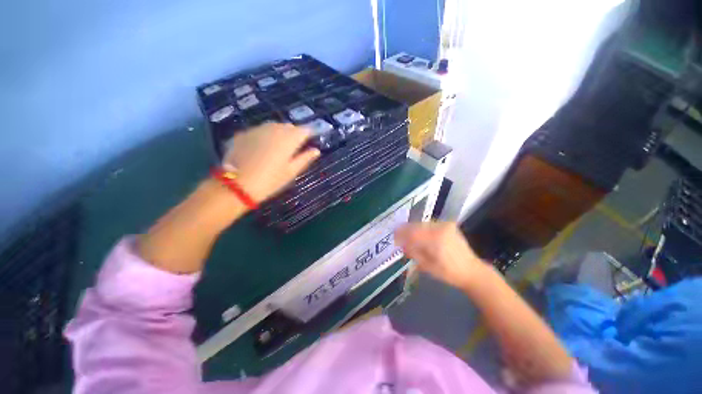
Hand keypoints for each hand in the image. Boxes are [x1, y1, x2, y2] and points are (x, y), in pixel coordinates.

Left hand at [223, 123, 319, 201]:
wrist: (237, 185)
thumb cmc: (270, 181)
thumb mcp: (291, 172)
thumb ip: (305, 159)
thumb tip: (316, 150)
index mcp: (289, 139)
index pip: (305, 130)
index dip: (309, 134)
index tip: (311, 140)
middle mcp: (275, 129)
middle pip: (289, 126)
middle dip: (294, 133)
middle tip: (294, 147)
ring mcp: (258, 130)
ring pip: (274, 126)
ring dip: (280, 133)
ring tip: (279, 147)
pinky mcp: (244, 133)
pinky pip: (260, 131)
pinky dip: (265, 136)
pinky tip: (262, 148)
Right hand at [395, 222, 489, 289]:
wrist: (472, 270)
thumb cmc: (449, 273)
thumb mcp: (427, 266)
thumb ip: (413, 252)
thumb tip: (401, 243)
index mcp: (436, 239)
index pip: (413, 232)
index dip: (401, 234)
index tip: (393, 237)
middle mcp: (441, 228)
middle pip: (416, 226)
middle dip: (405, 230)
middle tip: (398, 236)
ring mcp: (445, 225)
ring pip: (422, 224)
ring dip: (413, 229)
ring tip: (407, 236)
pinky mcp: (448, 225)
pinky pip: (429, 224)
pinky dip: (421, 228)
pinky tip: (418, 235)